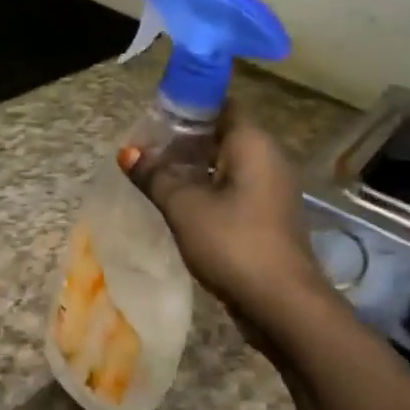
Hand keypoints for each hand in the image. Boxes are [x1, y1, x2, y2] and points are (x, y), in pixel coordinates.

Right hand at [122, 108, 332, 335]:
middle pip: (220, 133)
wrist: (282, 305)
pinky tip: (178, 201)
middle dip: (182, 138)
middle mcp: (267, 157)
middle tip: (145, 146)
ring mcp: (271, 188)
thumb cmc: (233, 243)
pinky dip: (206, 187)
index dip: (186, 105)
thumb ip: (155, 175)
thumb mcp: (184, 206)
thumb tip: (127, 151)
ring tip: (154, 172)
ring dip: (192, 166)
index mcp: (252, 143)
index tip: (153, 115)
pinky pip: (232, 188)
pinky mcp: (267, 215)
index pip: (219, 104)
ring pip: (225, 163)